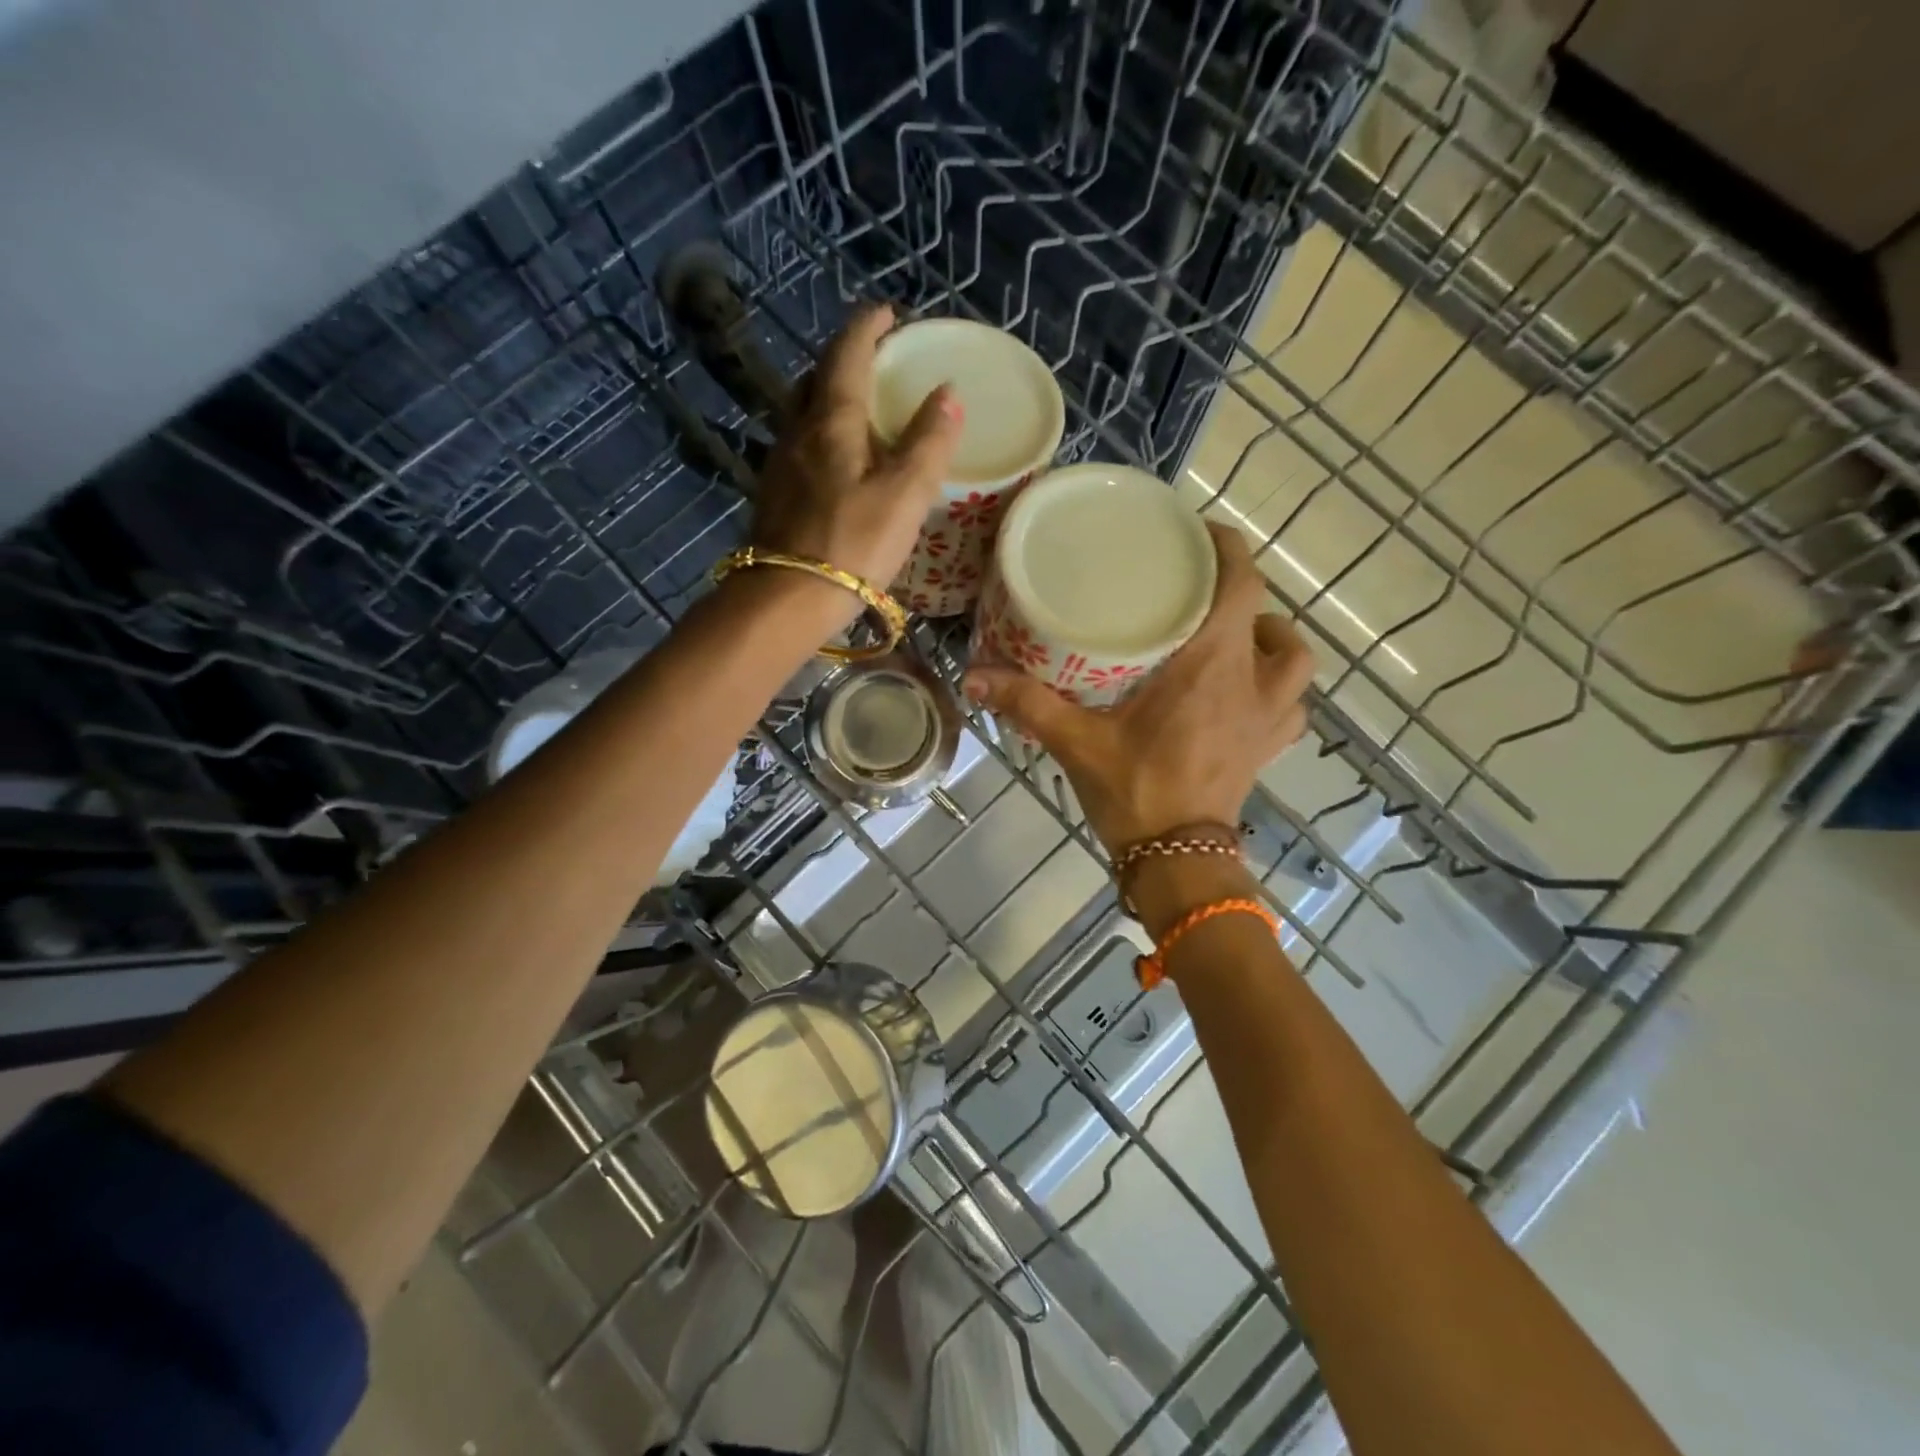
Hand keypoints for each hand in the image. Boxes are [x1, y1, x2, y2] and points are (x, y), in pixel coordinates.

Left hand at [751, 304, 962, 608]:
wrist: (785, 599)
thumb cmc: (852, 544)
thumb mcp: (904, 494)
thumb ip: (928, 443)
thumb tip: (947, 393)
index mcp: (831, 421)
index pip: (847, 354)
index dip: (867, 327)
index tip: (888, 313)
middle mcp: (797, 432)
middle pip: (816, 379)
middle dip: (845, 359)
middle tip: (875, 362)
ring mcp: (780, 465)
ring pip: (803, 414)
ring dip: (829, 398)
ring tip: (860, 410)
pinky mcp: (775, 497)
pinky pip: (800, 448)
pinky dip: (822, 437)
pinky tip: (838, 462)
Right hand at [962, 523, 1314, 853]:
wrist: (1178, 861)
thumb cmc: (1136, 792)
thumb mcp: (1077, 742)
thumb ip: (1029, 703)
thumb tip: (973, 677)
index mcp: (1213, 665)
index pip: (1241, 585)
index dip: (1229, 550)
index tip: (1200, 535)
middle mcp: (1252, 682)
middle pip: (1268, 615)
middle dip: (1240, 593)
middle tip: (1199, 592)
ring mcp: (1268, 719)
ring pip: (1293, 660)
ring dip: (1270, 640)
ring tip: (1233, 638)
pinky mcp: (1267, 749)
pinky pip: (1290, 706)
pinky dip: (1276, 689)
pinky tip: (1245, 693)